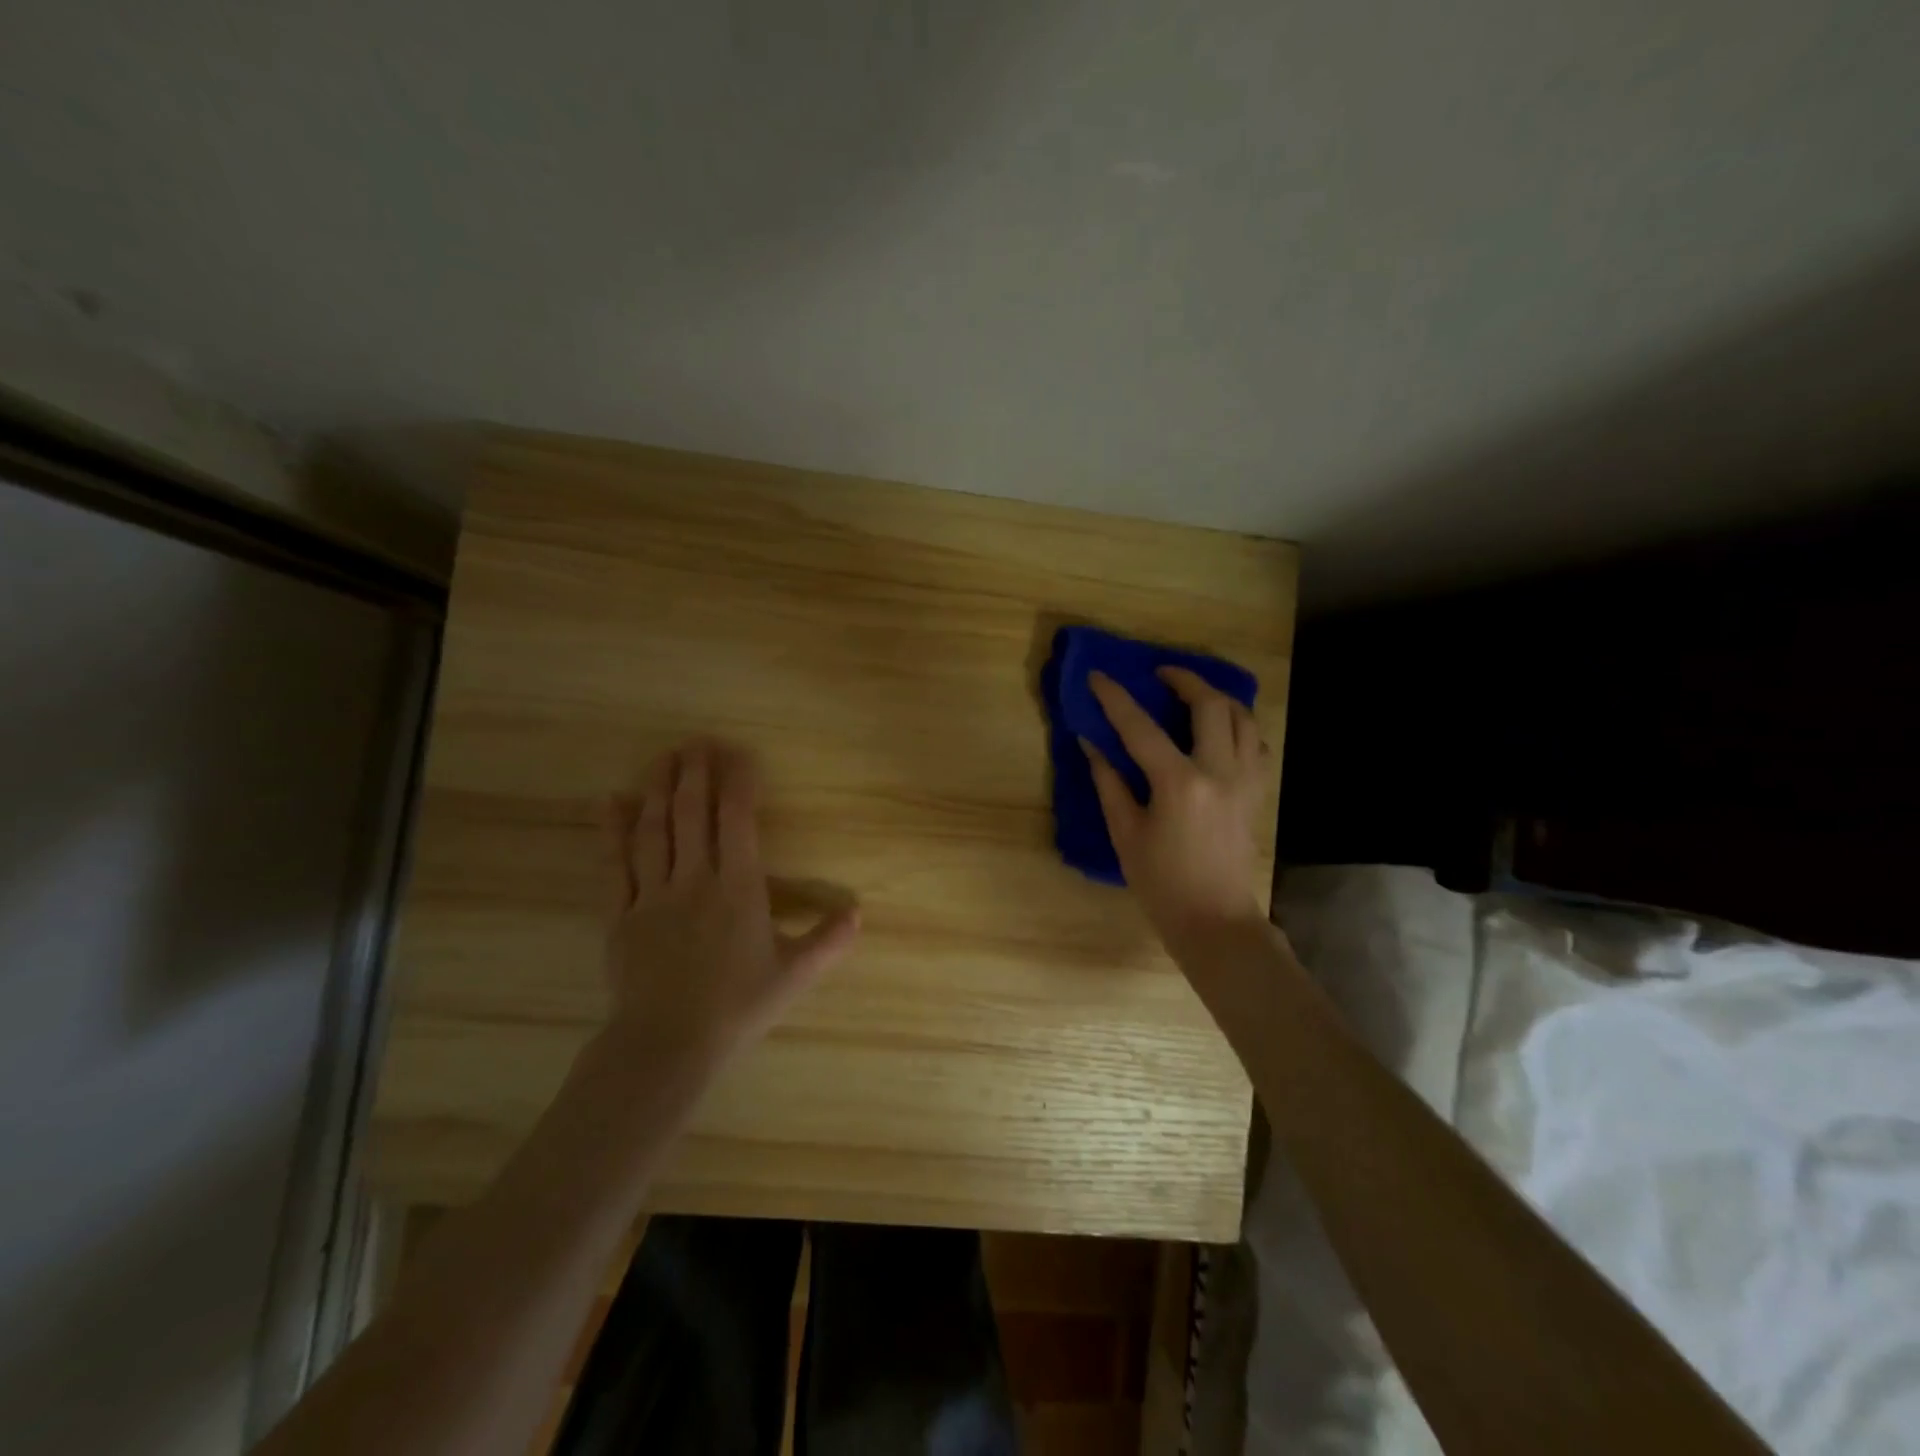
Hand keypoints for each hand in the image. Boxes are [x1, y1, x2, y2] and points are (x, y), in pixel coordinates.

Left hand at [602, 738, 859, 1074]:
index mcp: (739, 889)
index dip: (739, 784)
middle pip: (694, 815)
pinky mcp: (621, 915)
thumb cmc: (737, 1007)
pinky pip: (615, 865)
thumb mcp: (794, 975)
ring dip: (659, 790)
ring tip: (663, 757)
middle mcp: (695, 880)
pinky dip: (612, 831)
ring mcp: (653, 895)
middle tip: (696, 742)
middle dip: (696, 773)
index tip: (740, 755)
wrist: (666, 1045)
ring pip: (655, 831)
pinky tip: (611, 802)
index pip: (739, 822)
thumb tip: (859, 911)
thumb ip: (828, 940)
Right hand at [1083, 669, 1271, 961]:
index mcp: (1178, 783)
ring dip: (1216, 697)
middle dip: (1184, 679)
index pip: (1141, 727)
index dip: (1115, 698)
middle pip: (1209, 704)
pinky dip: (1239, 726)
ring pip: (1242, 717)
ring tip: (1193, 694)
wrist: (1215, 920)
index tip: (1098, 675)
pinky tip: (1220, 730)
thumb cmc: (1161, 883)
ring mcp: (1245, 780)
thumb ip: (1109, 783)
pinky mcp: (1257, 792)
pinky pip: (1256, 744)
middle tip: (1161, 674)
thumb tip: (1091, 744)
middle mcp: (1218, 771)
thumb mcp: (1126, 833)